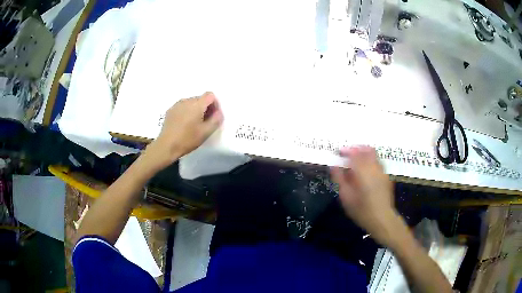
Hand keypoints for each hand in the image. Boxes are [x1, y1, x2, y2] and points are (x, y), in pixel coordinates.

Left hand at [143, 92, 223, 170]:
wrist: (166, 146)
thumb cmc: (187, 139)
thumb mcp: (206, 132)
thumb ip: (216, 120)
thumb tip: (219, 112)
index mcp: (197, 104)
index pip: (210, 95)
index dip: (215, 104)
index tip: (214, 116)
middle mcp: (187, 100)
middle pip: (201, 99)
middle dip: (206, 108)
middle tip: (205, 123)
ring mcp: (177, 105)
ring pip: (191, 103)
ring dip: (196, 110)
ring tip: (194, 124)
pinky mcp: (170, 110)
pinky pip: (183, 107)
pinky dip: (187, 112)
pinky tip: (184, 125)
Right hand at [331, 146, 403, 245]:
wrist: (382, 219)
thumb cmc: (361, 211)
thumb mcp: (346, 197)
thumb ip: (340, 179)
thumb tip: (334, 166)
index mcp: (363, 172)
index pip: (355, 154)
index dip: (347, 150)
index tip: (339, 151)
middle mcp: (375, 168)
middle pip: (367, 150)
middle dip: (356, 149)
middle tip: (348, 153)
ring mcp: (383, 172)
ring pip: (374, 155)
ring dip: (364, 153)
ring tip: (356, 161)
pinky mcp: (387, 177)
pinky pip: (378, 163)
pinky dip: (370, 161)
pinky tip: (365, 170)